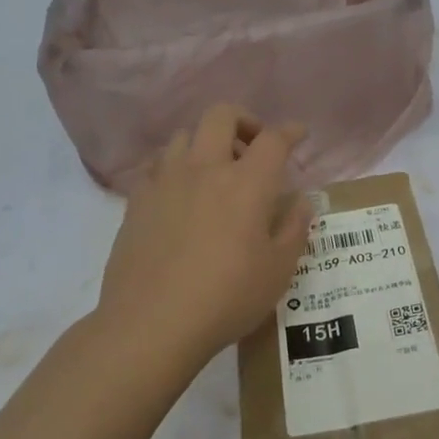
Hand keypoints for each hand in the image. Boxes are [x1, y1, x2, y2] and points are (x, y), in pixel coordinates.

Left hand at [95, 104, 311, 371]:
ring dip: (205, 142)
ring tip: (215, 170)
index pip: (273, 139)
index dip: (290, 131)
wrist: (151, 324)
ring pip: (184, 135)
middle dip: (244, 120)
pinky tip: (180, 193)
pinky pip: (157, 165)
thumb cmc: (226, 299)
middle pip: (221, 115)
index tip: (298, 134)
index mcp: (247, 183)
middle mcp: (205, 168)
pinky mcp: (137, 200)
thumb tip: (301, 202)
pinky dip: (175, 166)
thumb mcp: (277, 271)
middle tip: (253, 147)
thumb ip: (294, 229)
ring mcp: (166, 181)